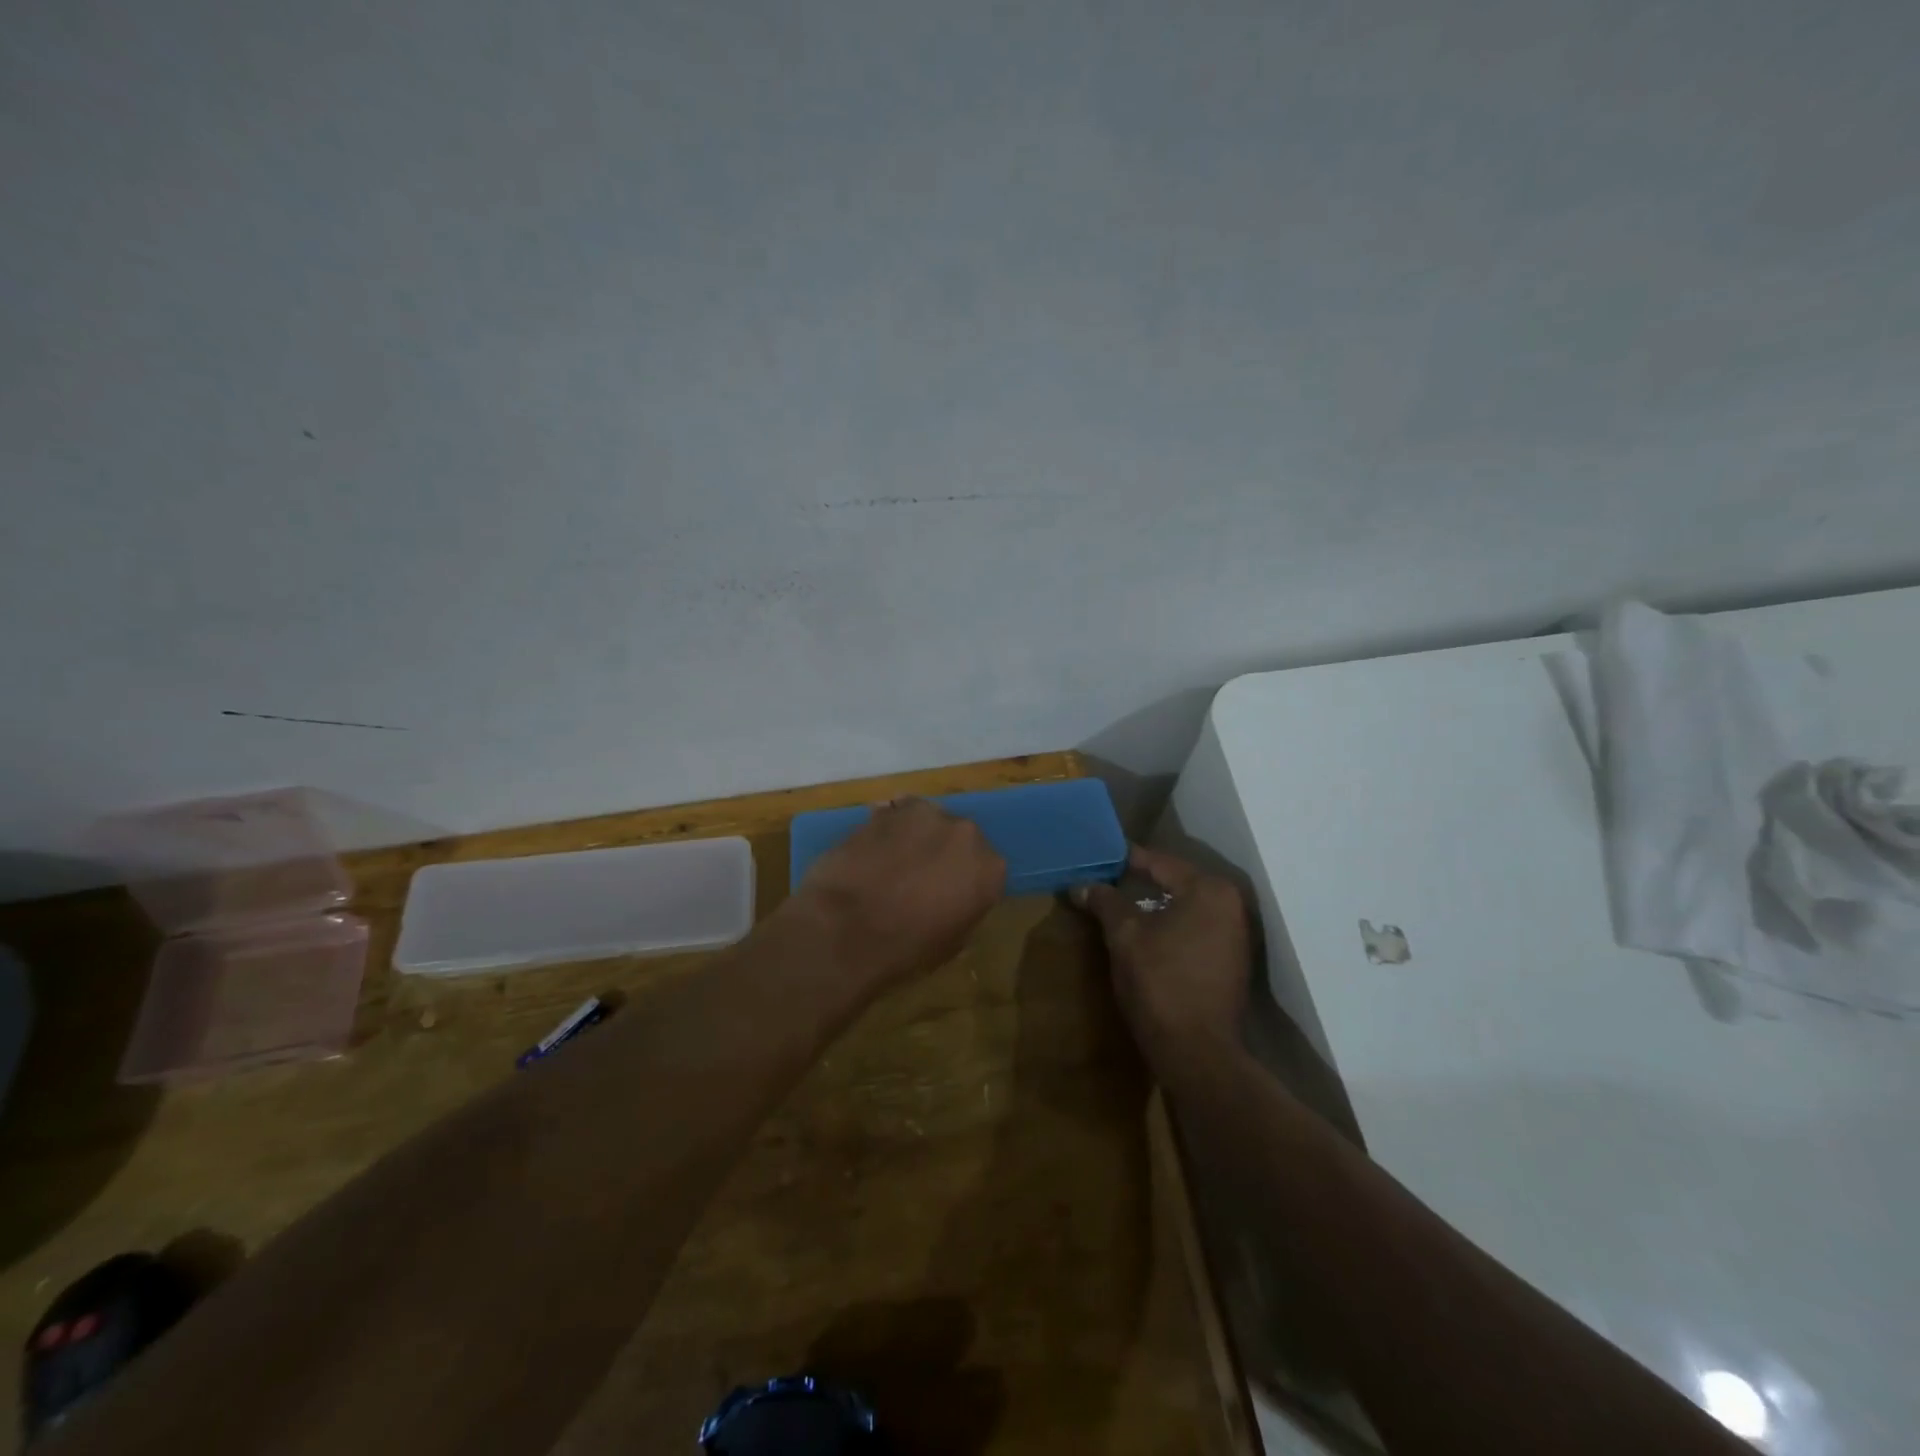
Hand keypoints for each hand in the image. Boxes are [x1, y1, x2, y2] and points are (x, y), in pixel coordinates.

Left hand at [790, 798, 1006, 994]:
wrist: (845, 928)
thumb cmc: (905, 948)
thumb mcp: (950, 945)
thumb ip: (962, 913)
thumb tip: (954, 906)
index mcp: (989, 869)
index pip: (986, 870)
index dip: (965, 883)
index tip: (949, 897)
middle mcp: (964, 833)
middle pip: (958, 838)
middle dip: (942, 854)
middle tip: (919, 879)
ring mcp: (923, 814)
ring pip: (926, 821)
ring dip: (915, 837)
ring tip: (891, 863)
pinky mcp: (885, 811)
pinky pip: (893, 817)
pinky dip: (886, 831)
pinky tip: (870, 852)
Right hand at [1072, 845, 1252, 1075]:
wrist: (1197, 1052)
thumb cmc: (1160, 982)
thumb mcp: (1124, 936)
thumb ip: (1105, 902)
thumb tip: (1081, 885)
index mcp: (1208, 890)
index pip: (1159, 862)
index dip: (1125, 859)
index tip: (1099, 855)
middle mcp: (1230, 905)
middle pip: (1176, 882)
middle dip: (1141, 881)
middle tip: (1105, 878)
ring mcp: (1235, 935)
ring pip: (1186, 907)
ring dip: (1155, 905)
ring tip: (1119, 904)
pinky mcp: (1232, 961)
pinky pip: (1195, 928)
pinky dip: (1170, 925)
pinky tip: (1145, 932)